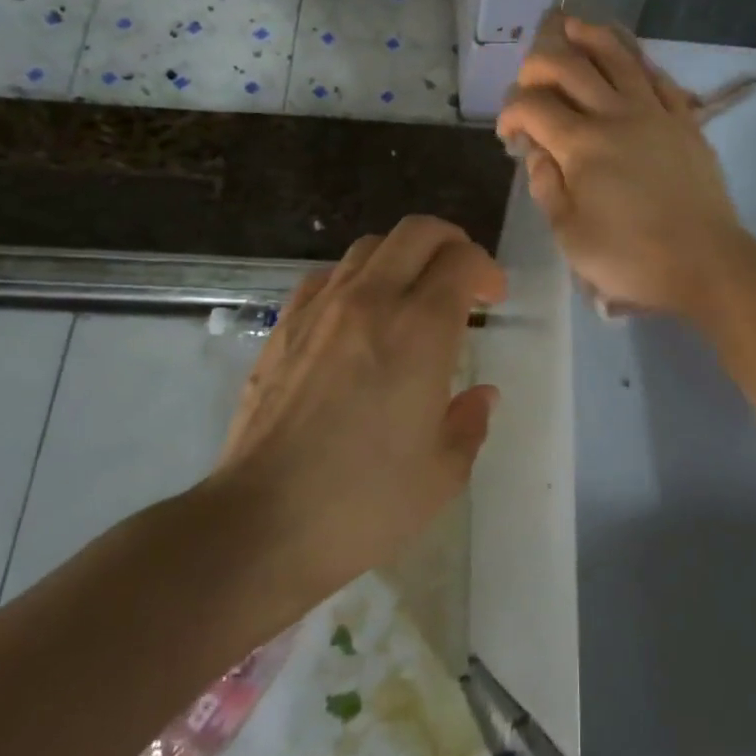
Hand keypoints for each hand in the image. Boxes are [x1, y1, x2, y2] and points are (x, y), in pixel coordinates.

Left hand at [210, 216, 505, 601]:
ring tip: (412, 295)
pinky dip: (355, 279)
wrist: (262, 524)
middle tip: (463, 279)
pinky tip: (358, 315)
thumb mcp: (442, 473)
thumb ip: (470, 423)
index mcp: (419, 330)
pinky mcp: (284, 327)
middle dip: (451, 242)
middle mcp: (371, 301)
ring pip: (370, 246)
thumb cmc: (364, 502)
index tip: (493, 299)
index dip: (486, 270)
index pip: (461, 260)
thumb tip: (481, 395)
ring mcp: (321, 309)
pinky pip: (326, 276)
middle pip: (417, 231)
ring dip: (403, 257)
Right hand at [495, 14, 749, 316]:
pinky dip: (637, 59)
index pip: (532, 106)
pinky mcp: (685, 121)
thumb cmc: (632, 257)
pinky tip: (627, 56)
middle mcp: (616, 115)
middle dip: (539, 63)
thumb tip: (536, 152)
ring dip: (590, 37)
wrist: (706, 262)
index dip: (510, 112)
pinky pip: (658, 77)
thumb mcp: (570, 235)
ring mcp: (655, 113)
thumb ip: (546, 187)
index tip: (508, 134)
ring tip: (571, 25)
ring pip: (619, 58)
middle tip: (529, 77)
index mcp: (582, 145)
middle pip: (570, 67)